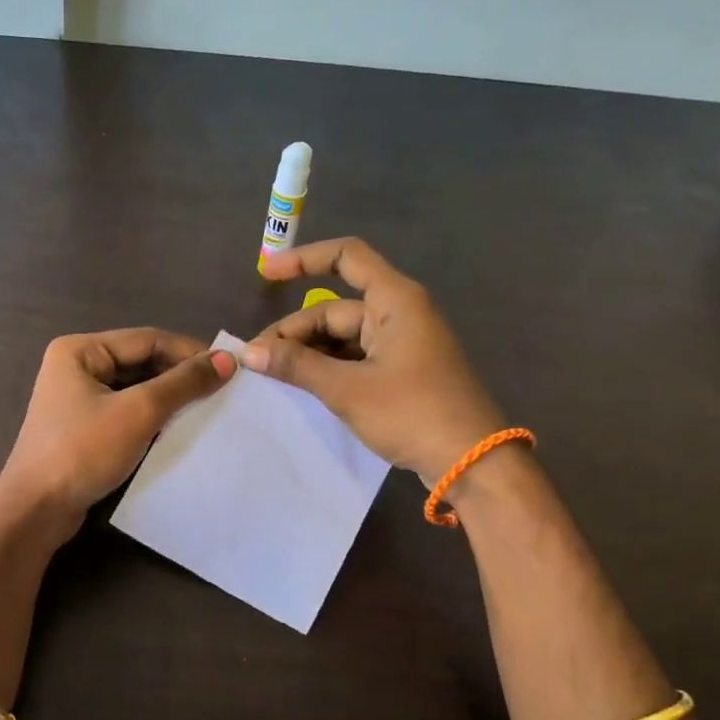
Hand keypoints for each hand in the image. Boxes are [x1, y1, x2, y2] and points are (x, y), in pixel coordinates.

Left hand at [0, 328, 233, 535]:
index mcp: (80, 350)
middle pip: (140, 363)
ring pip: (135, 390)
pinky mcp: (82, 431)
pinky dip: (152, 419)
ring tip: (208, 409)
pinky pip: (125, 414)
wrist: (36, 510)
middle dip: (180, 376)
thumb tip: (227, 360)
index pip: (147, 340)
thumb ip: (183, 384)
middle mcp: (76, 368)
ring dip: (169, 399)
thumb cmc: (83, 451)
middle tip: (223, 390)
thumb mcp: (139, 412)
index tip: (230, 369)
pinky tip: (179, 430)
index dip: (190, 352)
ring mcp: (77, 401)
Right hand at [248, 238, 506, 483]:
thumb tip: (249, 352)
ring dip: (308, 353)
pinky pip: (355, 359)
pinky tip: (303, 387)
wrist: (471, 461)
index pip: (346, 258)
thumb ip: (297, 366)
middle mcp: (399, 314)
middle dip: (295, 331)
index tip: (266, 275)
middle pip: (336, 309)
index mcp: (395, 301)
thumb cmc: (412, 413)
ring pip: (342, 338)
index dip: (303, 260)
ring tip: (273, 376)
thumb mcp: (347, 389)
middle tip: (258, 361)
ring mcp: (402, 345)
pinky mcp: (402, 373)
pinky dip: (328, 368)